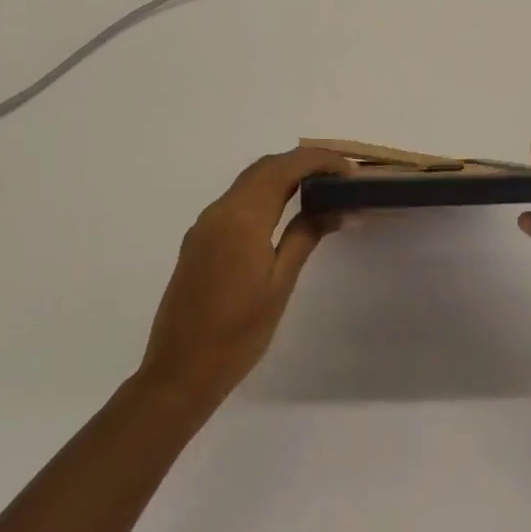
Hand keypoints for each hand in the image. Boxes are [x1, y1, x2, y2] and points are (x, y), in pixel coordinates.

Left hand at [138, 147, 351, 409]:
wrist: (180, 371)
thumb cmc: (238, 333)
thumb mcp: (280, 284)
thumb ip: (305, 236)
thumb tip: (336, 207)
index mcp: (241, 218)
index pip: (284, 168)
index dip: (319, 160)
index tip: (350, 169)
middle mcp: (218, 211)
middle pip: (264, 168)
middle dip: (302, 163)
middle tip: (340, 176)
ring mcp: (204, 225)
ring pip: (248, 182)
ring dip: (283, 176)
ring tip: (320, 190)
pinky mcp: (199, 240)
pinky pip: (236, 201)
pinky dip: (265, 194)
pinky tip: (285, 212)